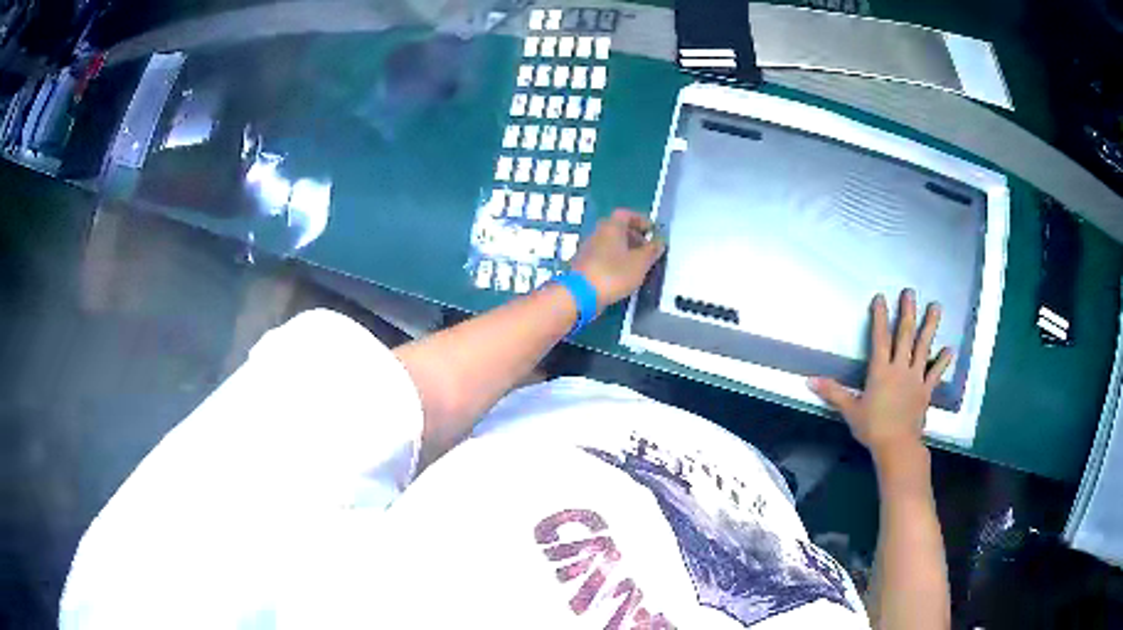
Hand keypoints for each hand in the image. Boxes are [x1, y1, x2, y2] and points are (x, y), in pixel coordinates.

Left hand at [570, 209, 665, 310]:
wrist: (581, 294)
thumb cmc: (613, 273)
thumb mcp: (640, 263)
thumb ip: (652, 251)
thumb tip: (659, 242)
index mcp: (611, 227)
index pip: (626, 214)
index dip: (640, 220)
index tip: (651, 230)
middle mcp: (598, 233)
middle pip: (617, 228)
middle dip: (633, 236)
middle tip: (646, 248)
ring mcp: (588, 248)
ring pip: (609, 243)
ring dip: (624, 249)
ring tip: (637, 263)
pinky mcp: (584, 264)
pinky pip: (603, 256)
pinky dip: (614, 260)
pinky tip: (622, 274)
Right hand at [808, 290, 953, 457]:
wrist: (897, 445)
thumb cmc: (872, 428)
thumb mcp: (850, 410)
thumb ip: (833, 392)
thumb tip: (809, 381)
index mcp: (880, 370)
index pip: (880, 338)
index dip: (880, 317)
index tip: (881, 297)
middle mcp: (900, 368)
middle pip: (905, 335)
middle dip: (907, 312)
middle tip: (910, 292)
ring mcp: (915, 377)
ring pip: (923, 346)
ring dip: (930, 326)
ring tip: (936, 307)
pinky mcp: (926, 390)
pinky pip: (935, 373)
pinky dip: (942, 361)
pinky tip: (950, 349)